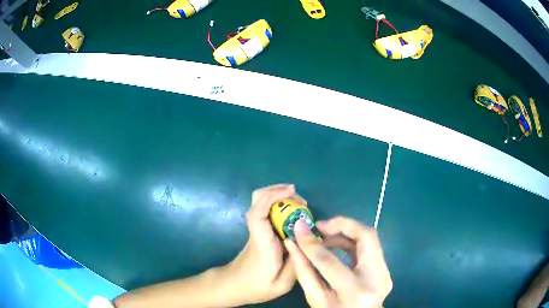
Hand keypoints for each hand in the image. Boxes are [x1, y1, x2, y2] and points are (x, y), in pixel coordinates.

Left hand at [224, 184, 304, 304]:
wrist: (234, 286)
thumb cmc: (256, 287)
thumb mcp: (282, 284)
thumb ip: (296, 263)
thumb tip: (308, 241)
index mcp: (262, 243)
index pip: (258, 214)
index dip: (272, 197)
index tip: (291, 191)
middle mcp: (257, 231)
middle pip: (257, 200)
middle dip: (279, 192)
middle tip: (301, 201)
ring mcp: (256, 230)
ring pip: (260, 202)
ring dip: (279, 196)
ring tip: (299, 204)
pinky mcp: (258, 231)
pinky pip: (265, 210)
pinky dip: (278, 204)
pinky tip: (292, 213)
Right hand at [284, 217, 391, 307]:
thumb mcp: (315, 299)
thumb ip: (304, 271)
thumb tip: (292, 243)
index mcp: (354, 292)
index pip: (331, 262)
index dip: (312, 244)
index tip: (298, 228)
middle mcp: (377, 278)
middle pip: (366, 236)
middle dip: (342, 224)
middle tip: (319, 226)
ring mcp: (385, 273)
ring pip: (370, 237)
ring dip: (346, 232)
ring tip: (323, 236)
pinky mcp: (385, 269)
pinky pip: (369, 246)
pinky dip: (351, 240)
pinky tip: (336, 243)